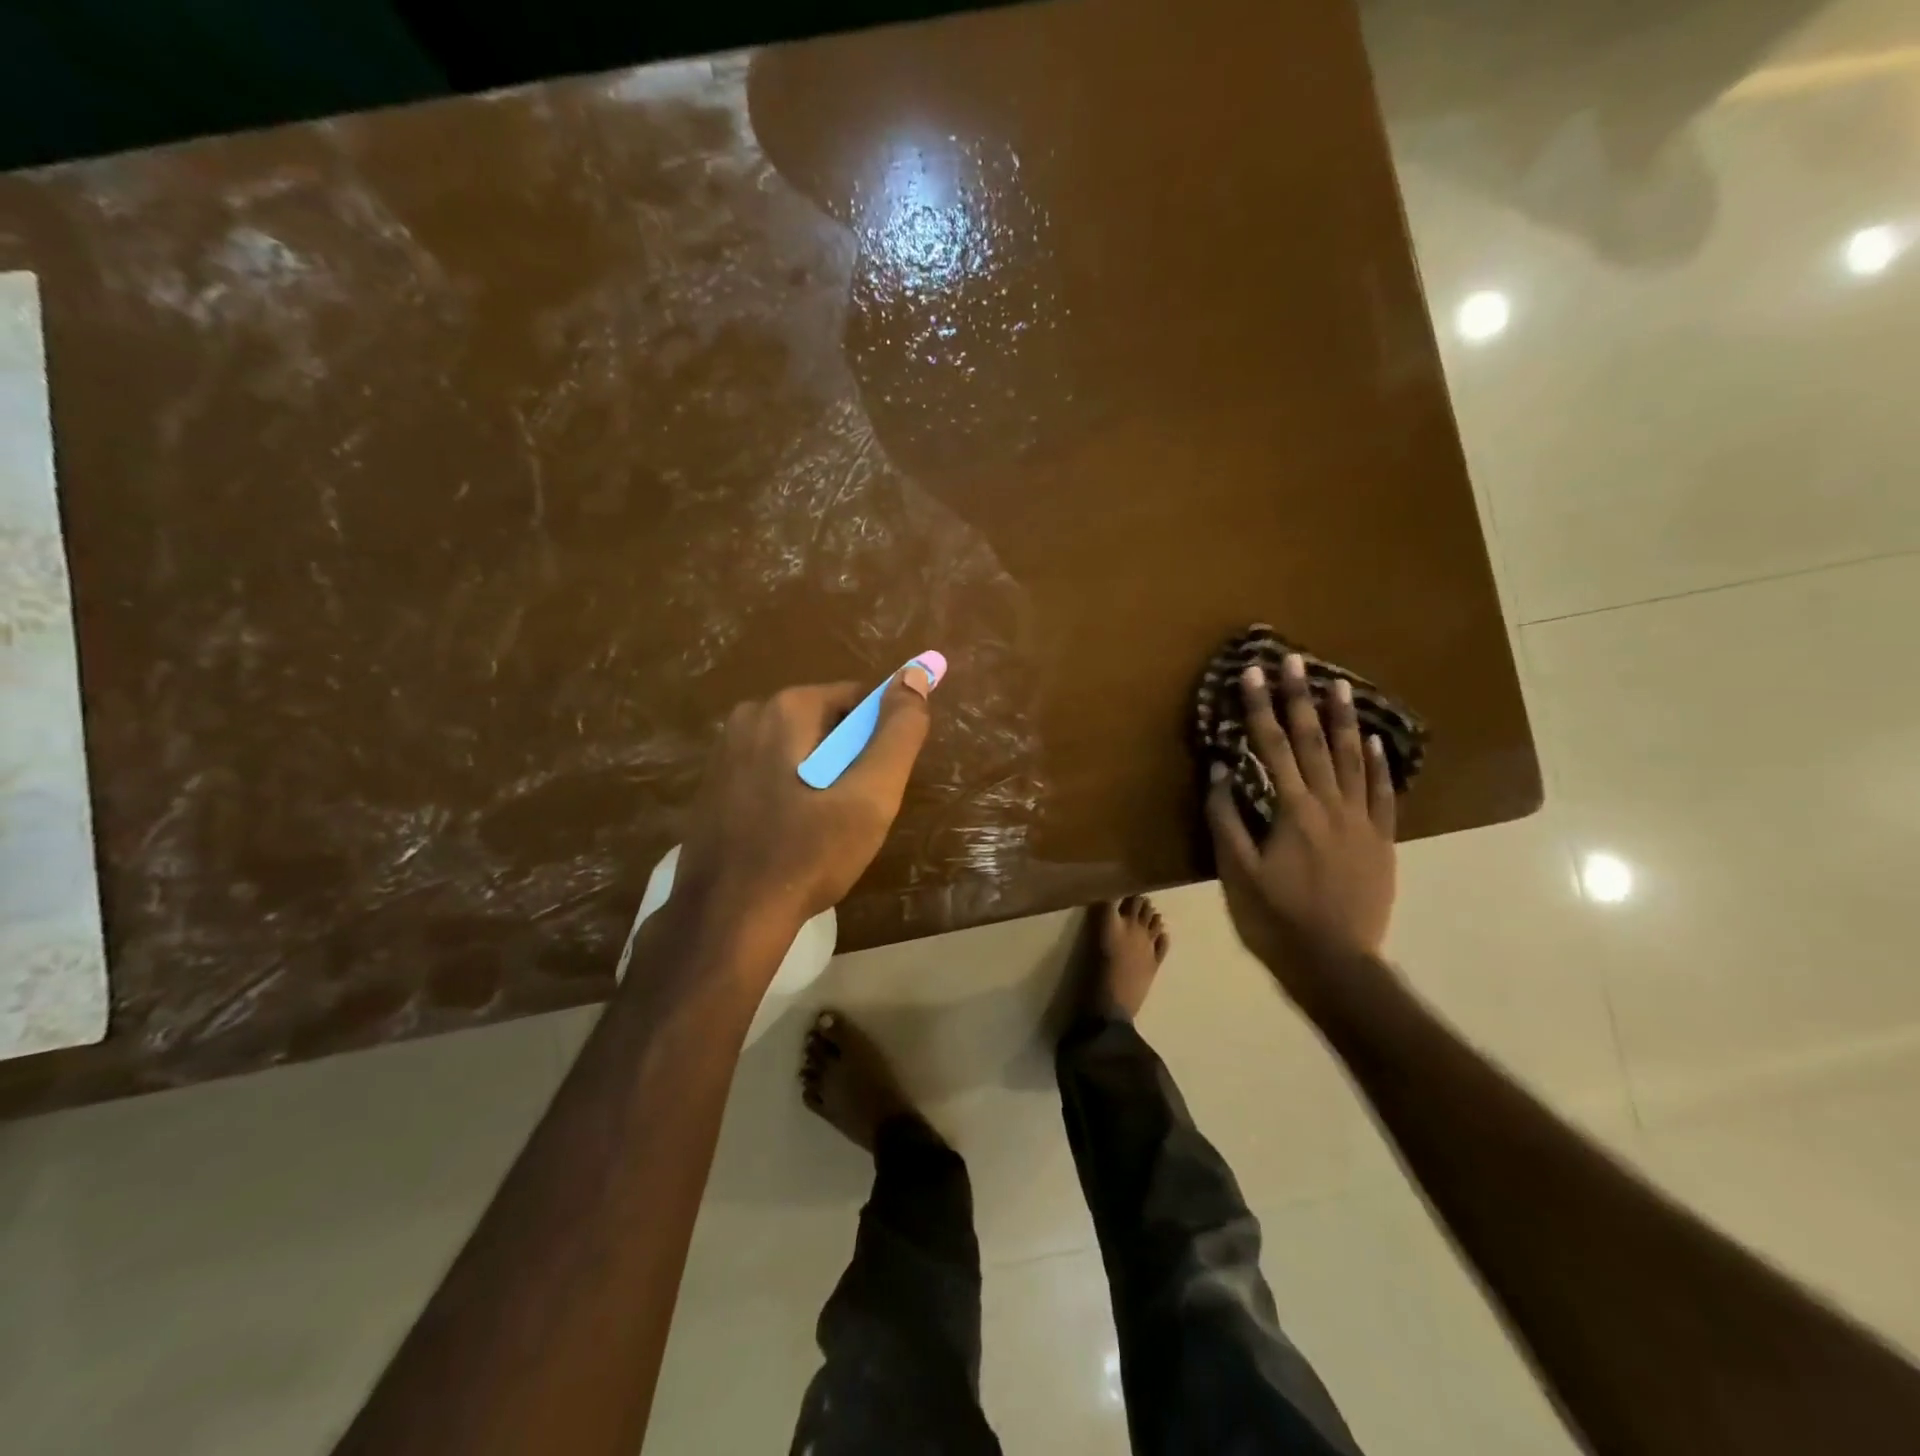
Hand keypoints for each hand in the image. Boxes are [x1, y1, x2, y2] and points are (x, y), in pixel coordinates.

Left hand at [674, 667, 935, 940]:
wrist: (727, 920)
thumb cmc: (806, 855)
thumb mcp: (870, 796)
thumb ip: (898, 733)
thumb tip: (914, 674)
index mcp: (786, 708)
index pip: (858, 700)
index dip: (879, 741)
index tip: (877, 787)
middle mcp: (749, 716)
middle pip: (827, 725)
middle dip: (850, 763)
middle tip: (853, 815)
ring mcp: (725, 751)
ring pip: (801, 752)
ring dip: (823, 782)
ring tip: (824, 832)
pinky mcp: (714, 784)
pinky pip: (773, 773)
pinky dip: (793, 795)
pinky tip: (792, 838)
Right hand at [1205, 653, 1397, 1011]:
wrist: (1335, 963)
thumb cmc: (1275, 919)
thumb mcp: (1237, 872)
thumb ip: (1227, 818)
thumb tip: (1220, 770)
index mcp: (1292, 811)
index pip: (1272, 747)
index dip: (1260, 708)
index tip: (1252, 673)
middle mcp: (1330, 806)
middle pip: (1314, 742)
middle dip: (1300, 698)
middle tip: (1295, 660)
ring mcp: (1361, 822)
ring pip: (1353, 760)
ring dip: (1344, 719)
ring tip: (1339, 684)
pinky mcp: (1382, 841)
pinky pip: (1383, 794)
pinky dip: (1379, 765)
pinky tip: (1375, 742)